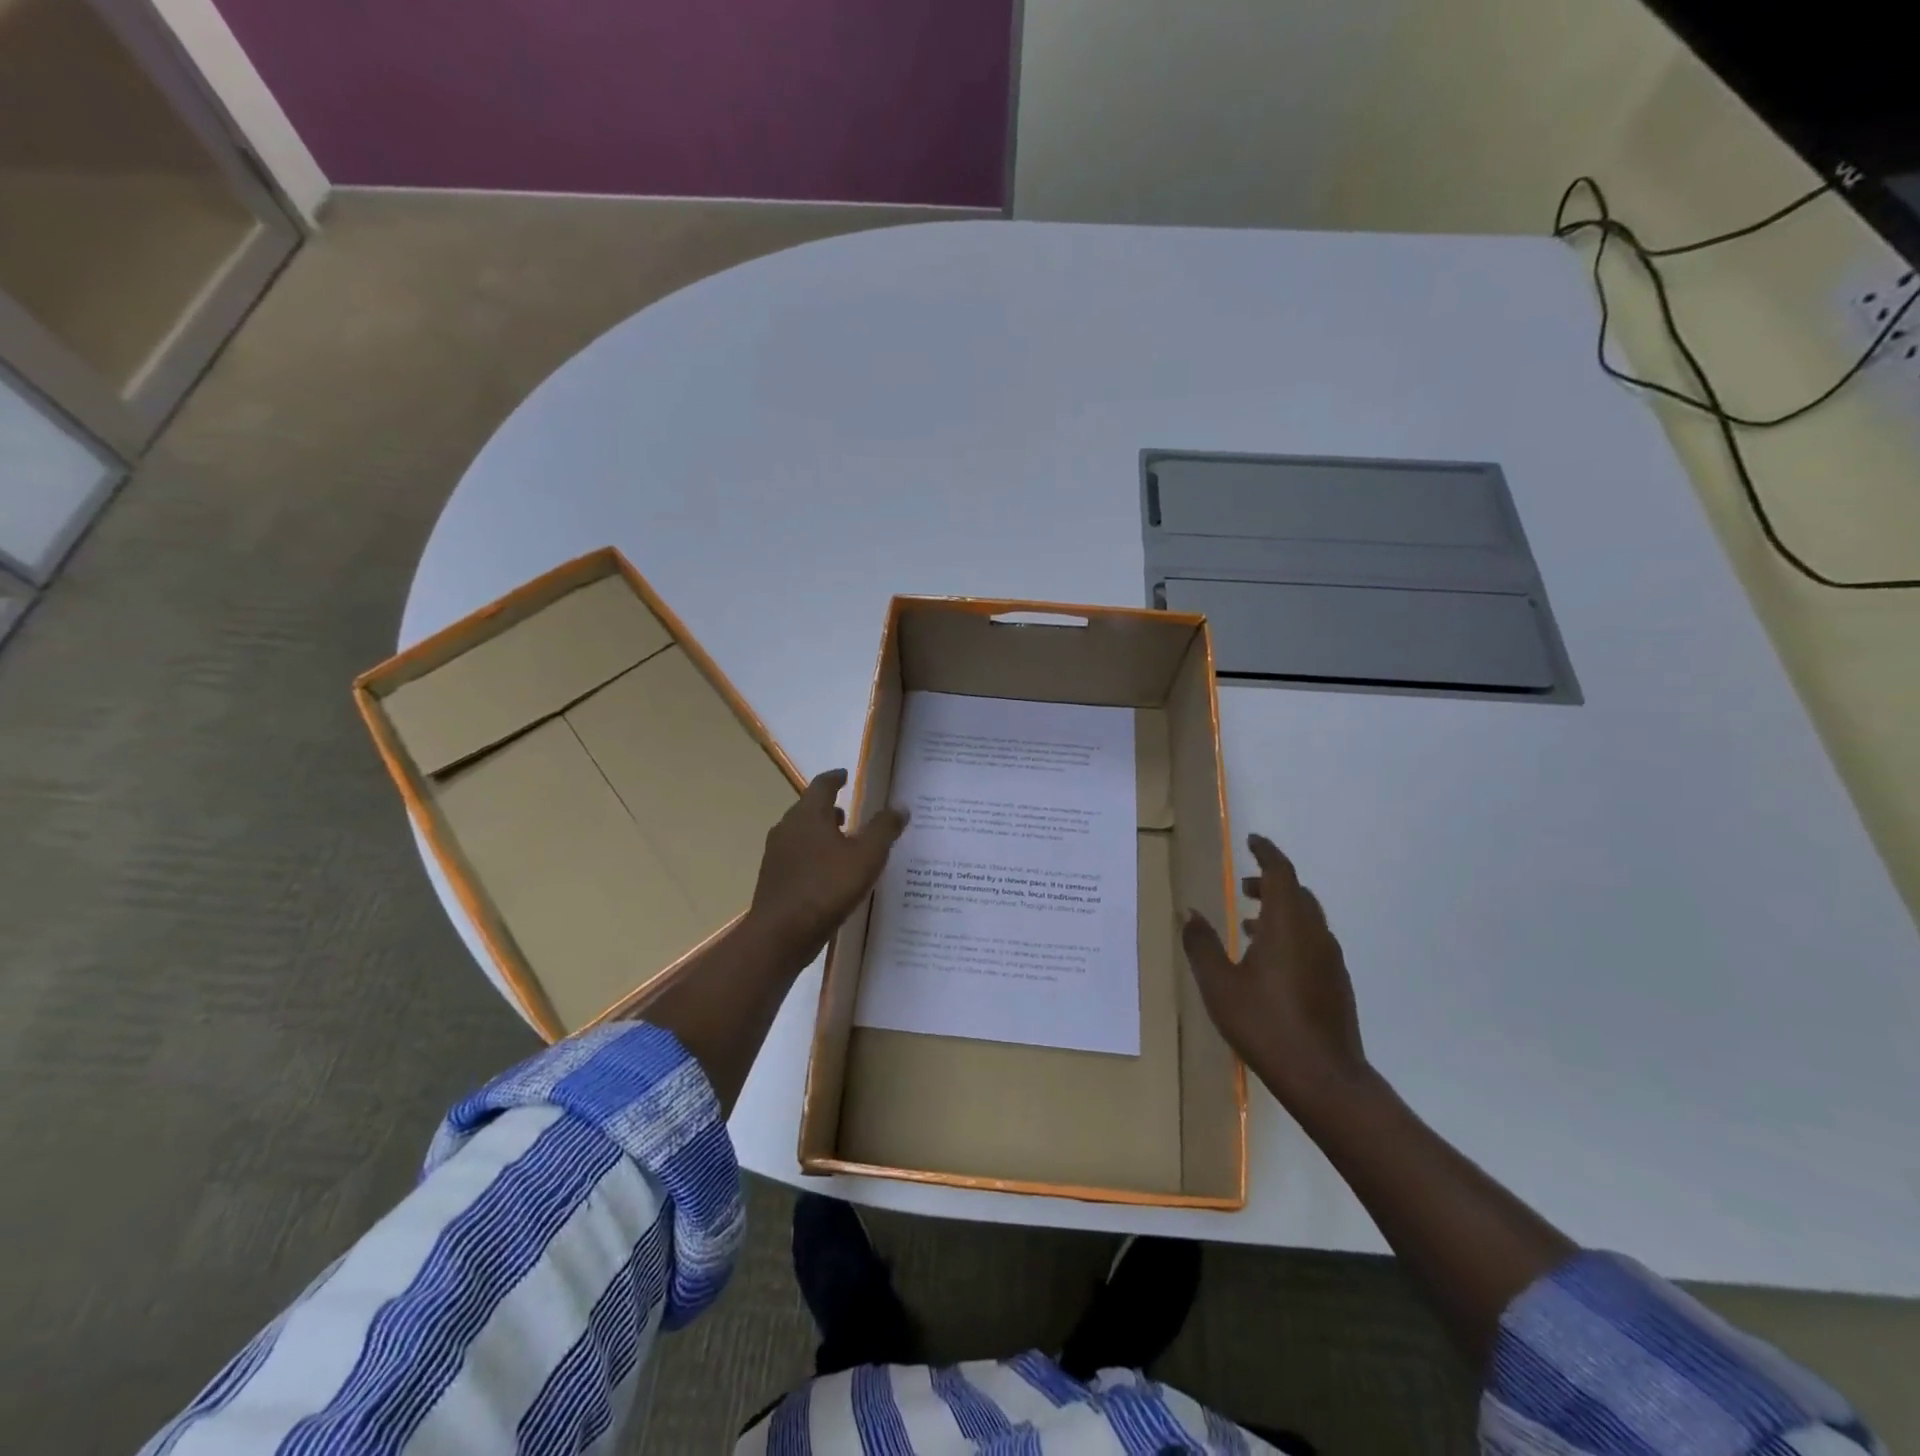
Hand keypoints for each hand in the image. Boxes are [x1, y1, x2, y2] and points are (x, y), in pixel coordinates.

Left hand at [748, 769, 906, 963]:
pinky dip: (813, 855)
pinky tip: (828, 874)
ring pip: (801, 834)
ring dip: (820, 833)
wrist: (781, 934)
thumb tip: (900, 806)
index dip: (835, 778)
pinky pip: (797, 857)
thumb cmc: (826, 887)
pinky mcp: (774, 879)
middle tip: (849, 813)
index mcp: (808, 815)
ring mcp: (776, 854)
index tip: (845, 775)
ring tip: (842, 844)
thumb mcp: (866, 856)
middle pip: (808, 809)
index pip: (821, 785)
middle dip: (829, 809)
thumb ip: (884, 829)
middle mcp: (787, 828)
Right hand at [1181, 833, 1368, 1110]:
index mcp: (1287, 925)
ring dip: (1279, 910)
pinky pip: (1312, 941)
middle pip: (1296, 893)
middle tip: (1242, 886)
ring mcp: (1329, 959)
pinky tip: (1268, 962)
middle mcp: (1314, 933)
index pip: (1281, 873)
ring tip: (1247, 925)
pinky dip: (1290, 934)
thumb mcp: (1219, 985)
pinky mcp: (1336, 983)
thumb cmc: (1265, 1024)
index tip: (1251, 841)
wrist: (1323, 1078)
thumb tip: (1189, 911)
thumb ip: (1201, 944)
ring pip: (1306, 918)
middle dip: (1269, 882)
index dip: (1266, 852)